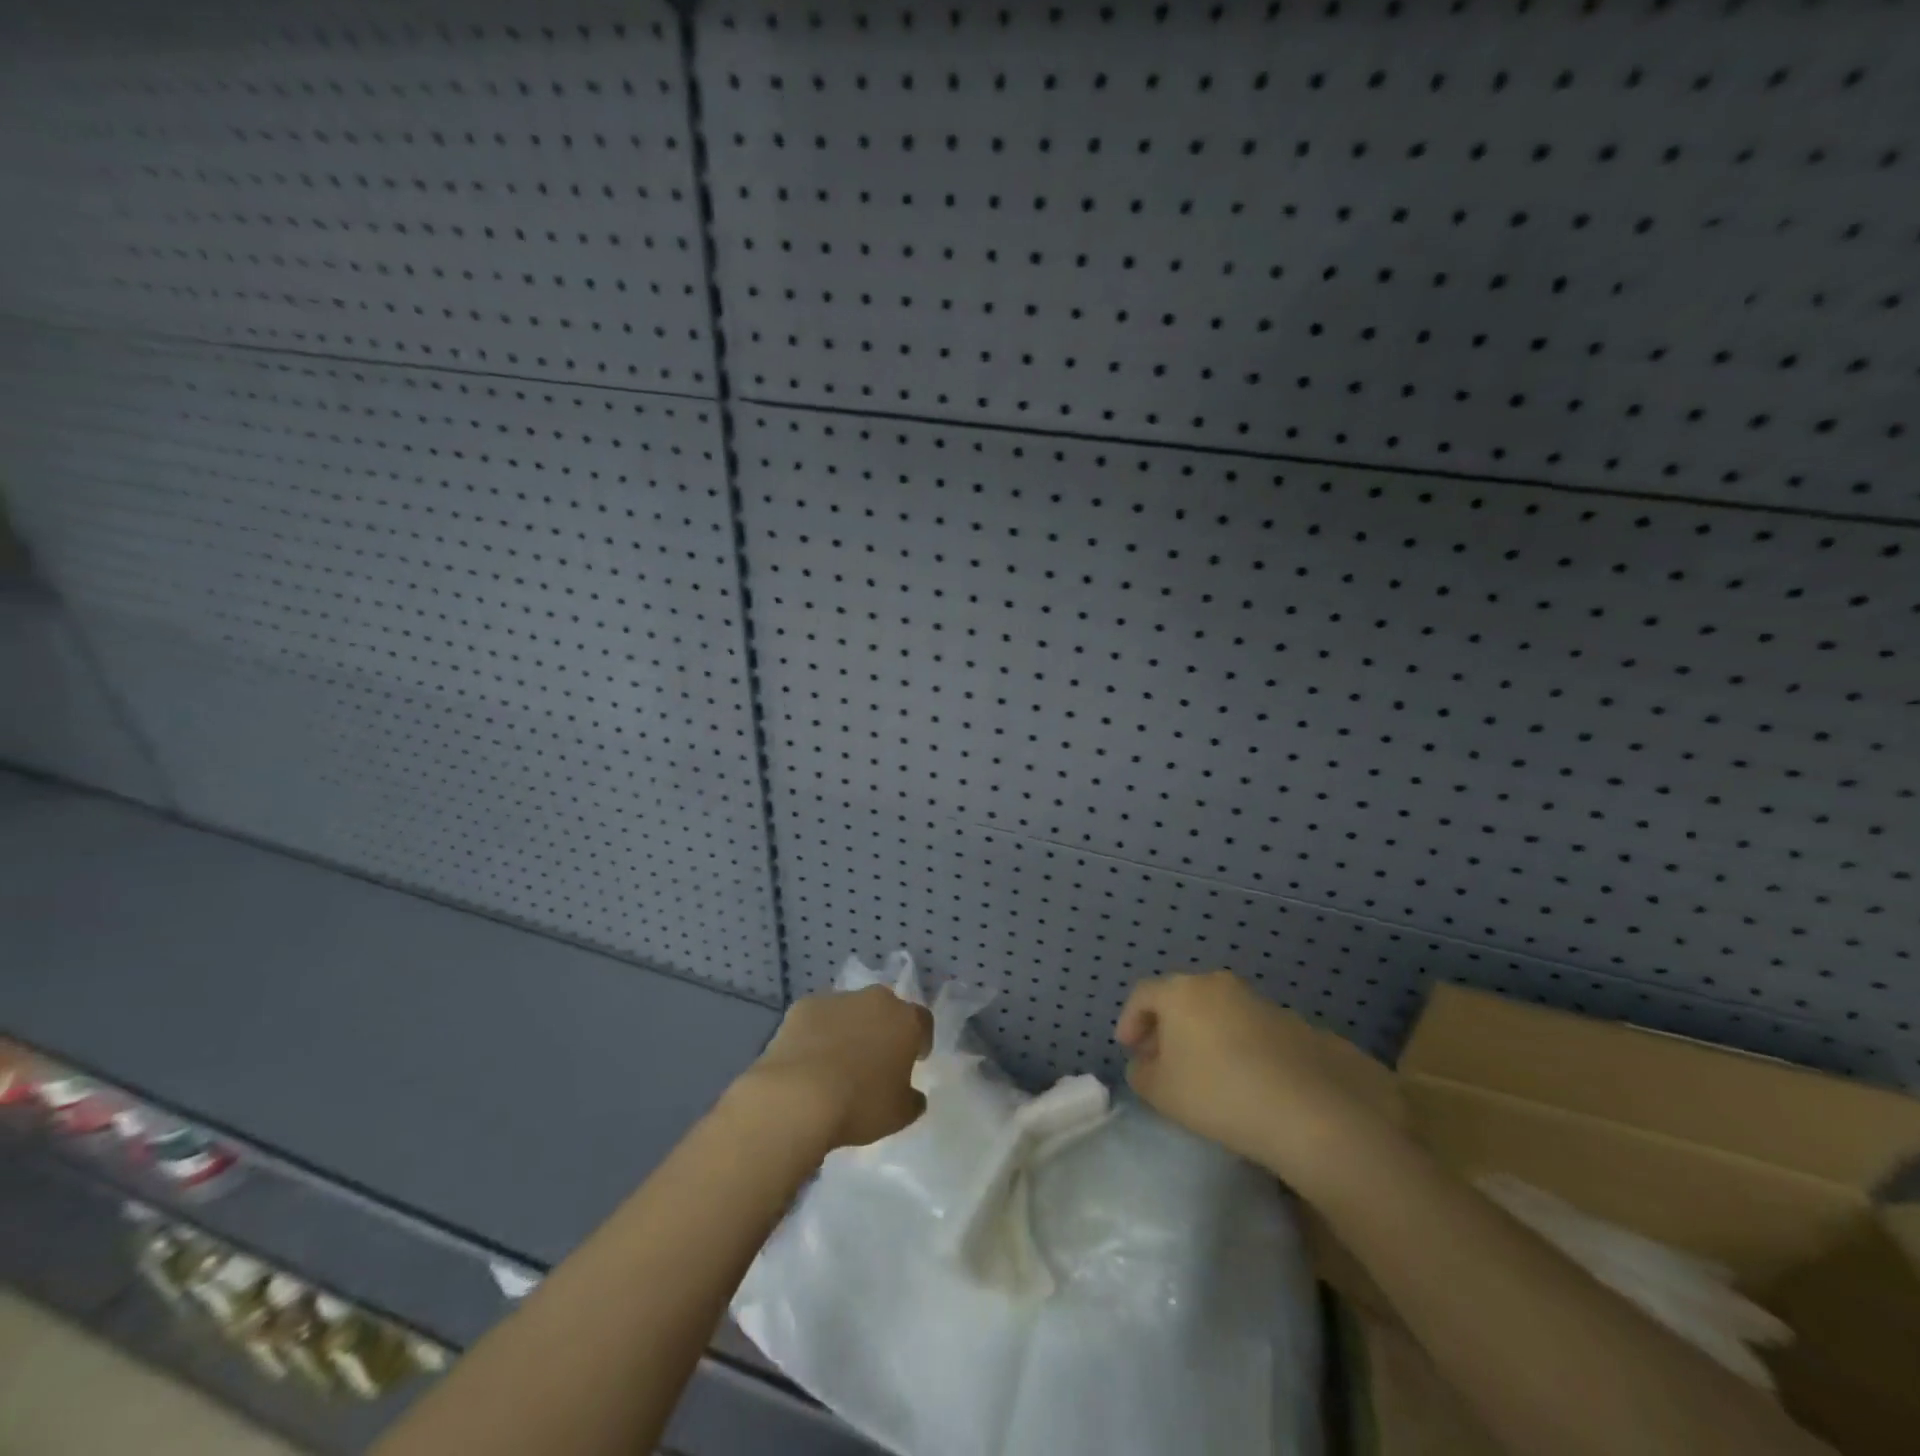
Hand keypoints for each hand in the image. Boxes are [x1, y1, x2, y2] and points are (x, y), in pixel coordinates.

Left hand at [733, 985, 933, 1152]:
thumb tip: (913, 1095)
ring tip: (837, 1063)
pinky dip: (818, 1033)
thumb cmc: (860, 1105)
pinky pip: (818, 1018)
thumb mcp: (899, 1115)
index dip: (921, 1040)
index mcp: (905, 1020)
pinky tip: (809, 1060)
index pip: (923, 1021)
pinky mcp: (803, 1006)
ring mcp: (837, 999)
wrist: (798, 1097)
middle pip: (886, 1009)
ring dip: (849, 1029)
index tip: (915, 1059)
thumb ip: (912, 1100)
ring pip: (850, 1011)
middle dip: (884, 1029)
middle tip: (875, 1060)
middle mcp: (875, 1000)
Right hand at [1116, 971, 1391, 1189]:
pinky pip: (1250, 1029)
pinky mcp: (1293, 1024)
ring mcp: (1258, 1001)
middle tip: (1162, 1060)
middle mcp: (1218, 985)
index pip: (1143, 995)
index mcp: (1181, 991)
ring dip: (1204, 1036)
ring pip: (1218, 1012)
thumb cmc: (1218, 1092)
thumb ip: (1142, 1074)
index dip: (1130, 1021)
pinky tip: (1245, 1081)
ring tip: (1206, 1074)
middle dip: (1167, 1028)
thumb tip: (1145, 1064)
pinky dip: (1238, 1046)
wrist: (1310, 1107)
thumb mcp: (1161, 1092)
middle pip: (1182, 999)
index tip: (1129, 1050)